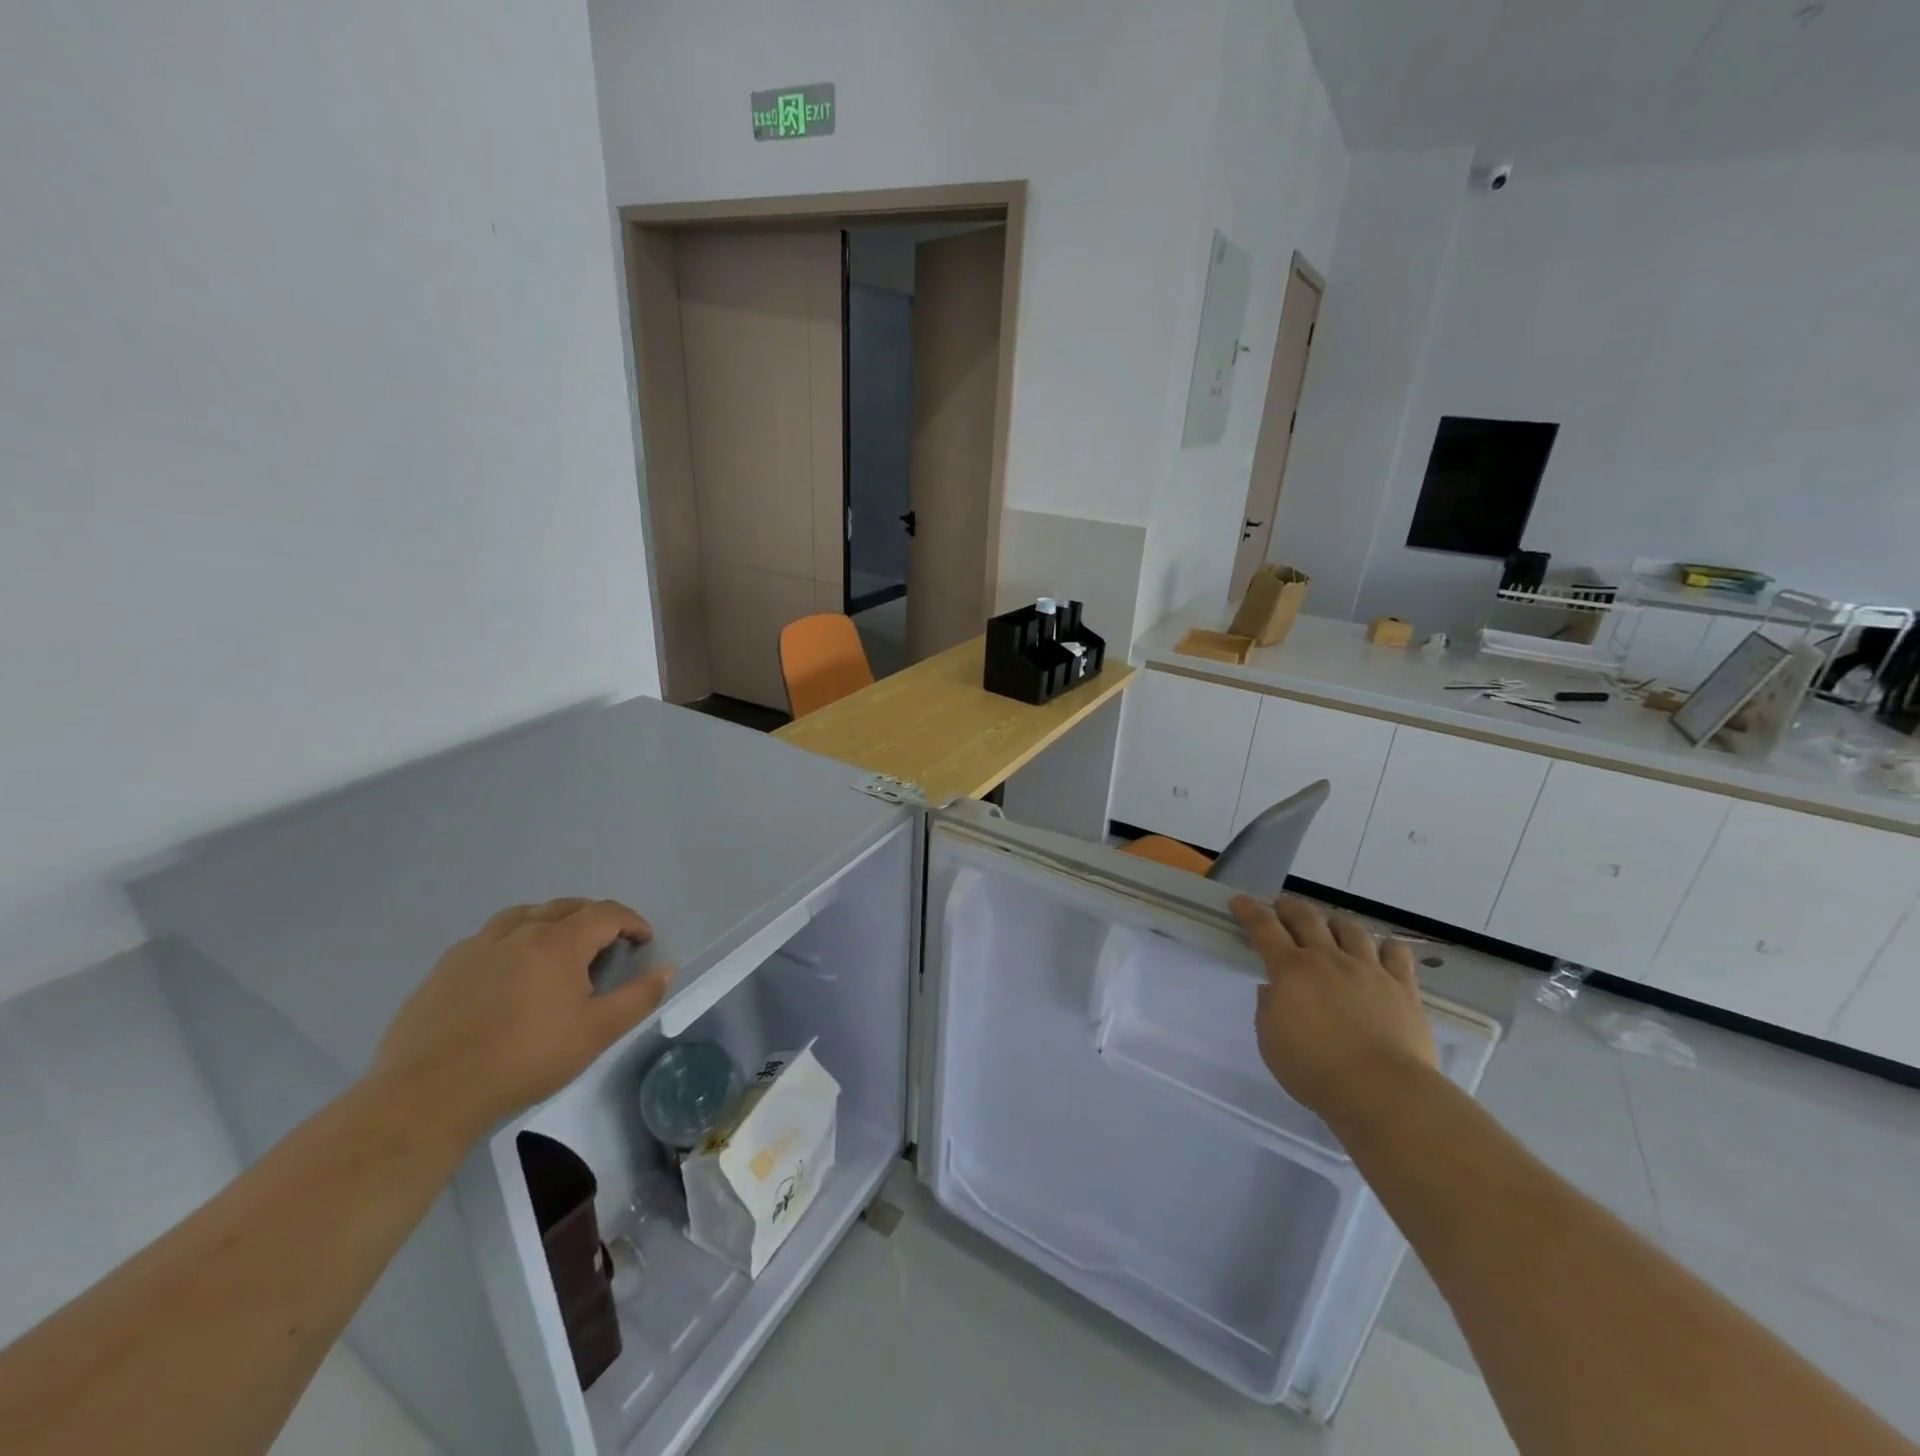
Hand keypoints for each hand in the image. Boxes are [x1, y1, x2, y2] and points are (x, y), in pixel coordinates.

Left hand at [369, 898, 673, 1138]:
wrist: (429, 1093)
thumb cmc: (525, 1059)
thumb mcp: (596, 1033)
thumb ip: (638, 997)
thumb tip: (667, 969)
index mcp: (559, 942)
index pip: (606, 913)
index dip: (632, 921)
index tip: (644, 940)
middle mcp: (520, 931)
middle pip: (567, 907)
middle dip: (595, 918)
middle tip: (608, 943)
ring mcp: (477, 946)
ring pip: (524, 915)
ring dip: (552, 921)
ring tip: (559, 946)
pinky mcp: (445, 967)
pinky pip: (489, 937)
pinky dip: (513, 939)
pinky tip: (509, 970)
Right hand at [1230, 894, 1436, 1128]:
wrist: (1383, 1091)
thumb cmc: (1315, 1070)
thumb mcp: (1270, 1041)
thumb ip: (1268, 1008)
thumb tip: (1274, 989)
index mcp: (1292, 970)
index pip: (1264, 928)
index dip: (1249, 911)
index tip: (1239, 900)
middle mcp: (1329, 960)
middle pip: (1307, 919)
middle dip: (1290, 907)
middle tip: (1281, 906)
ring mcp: (1369, 970)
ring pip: (1351, 929)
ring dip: (1336, 922)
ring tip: (1331, 926)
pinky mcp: (1403, 988)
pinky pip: (1397, 954)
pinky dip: (1387, 947)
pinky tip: (1383, 950)